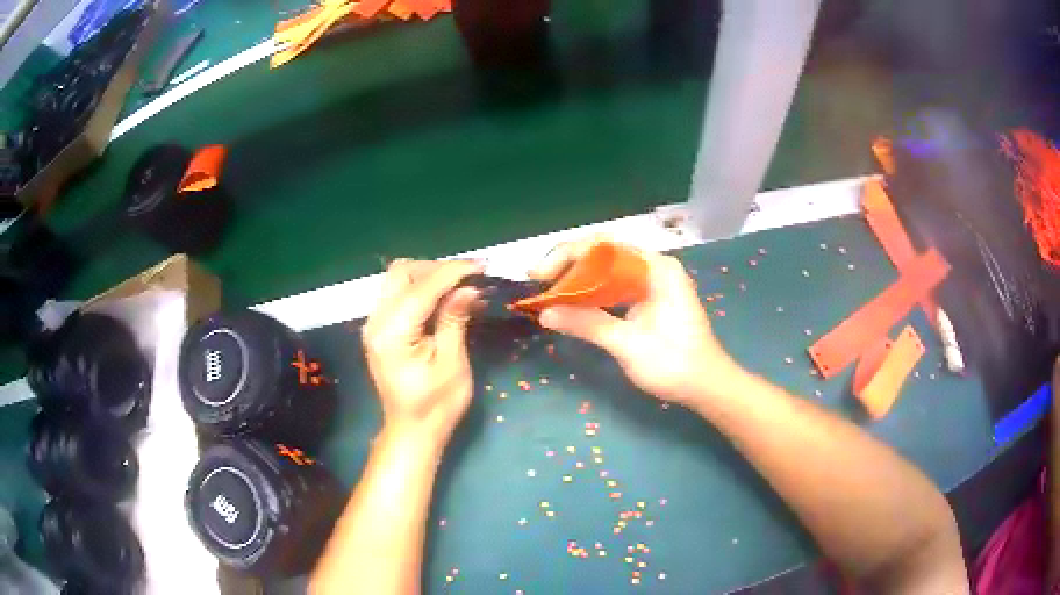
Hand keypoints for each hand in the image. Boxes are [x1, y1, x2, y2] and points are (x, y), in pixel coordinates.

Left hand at [362, 259, 483, 447]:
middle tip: (470, 278)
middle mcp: (376, 321)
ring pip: (398, 279)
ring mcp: (374, 323)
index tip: (482, 265)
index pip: (422, 287)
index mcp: (392, 333)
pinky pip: (398, 294)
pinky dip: (421, 288)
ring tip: (460, 286)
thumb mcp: (452, 364)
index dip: (453, 271)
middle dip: (437, 269)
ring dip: (429, 276)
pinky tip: (444, 298)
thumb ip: (455, 320)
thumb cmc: (436, 406)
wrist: (411, 431)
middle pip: (402, 272)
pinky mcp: (380, 328)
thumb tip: (469, 288)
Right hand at [531, 240, 744, 404]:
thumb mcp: (628, 344)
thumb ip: (587, 324)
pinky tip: (572, 304)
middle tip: (538, 286)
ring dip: (578, 280)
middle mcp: (653, 267)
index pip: (603, 246)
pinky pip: (614, 287)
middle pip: (603, 255)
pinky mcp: (649, 299)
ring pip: (607, 271)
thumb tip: (545, 314)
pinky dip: (592, 294)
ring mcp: (652, 282)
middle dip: (568, 267)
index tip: (539, 276)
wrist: (706, 386)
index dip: (567, 256)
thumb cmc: (674, 363)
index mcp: (655, 267)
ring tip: (548, 294)